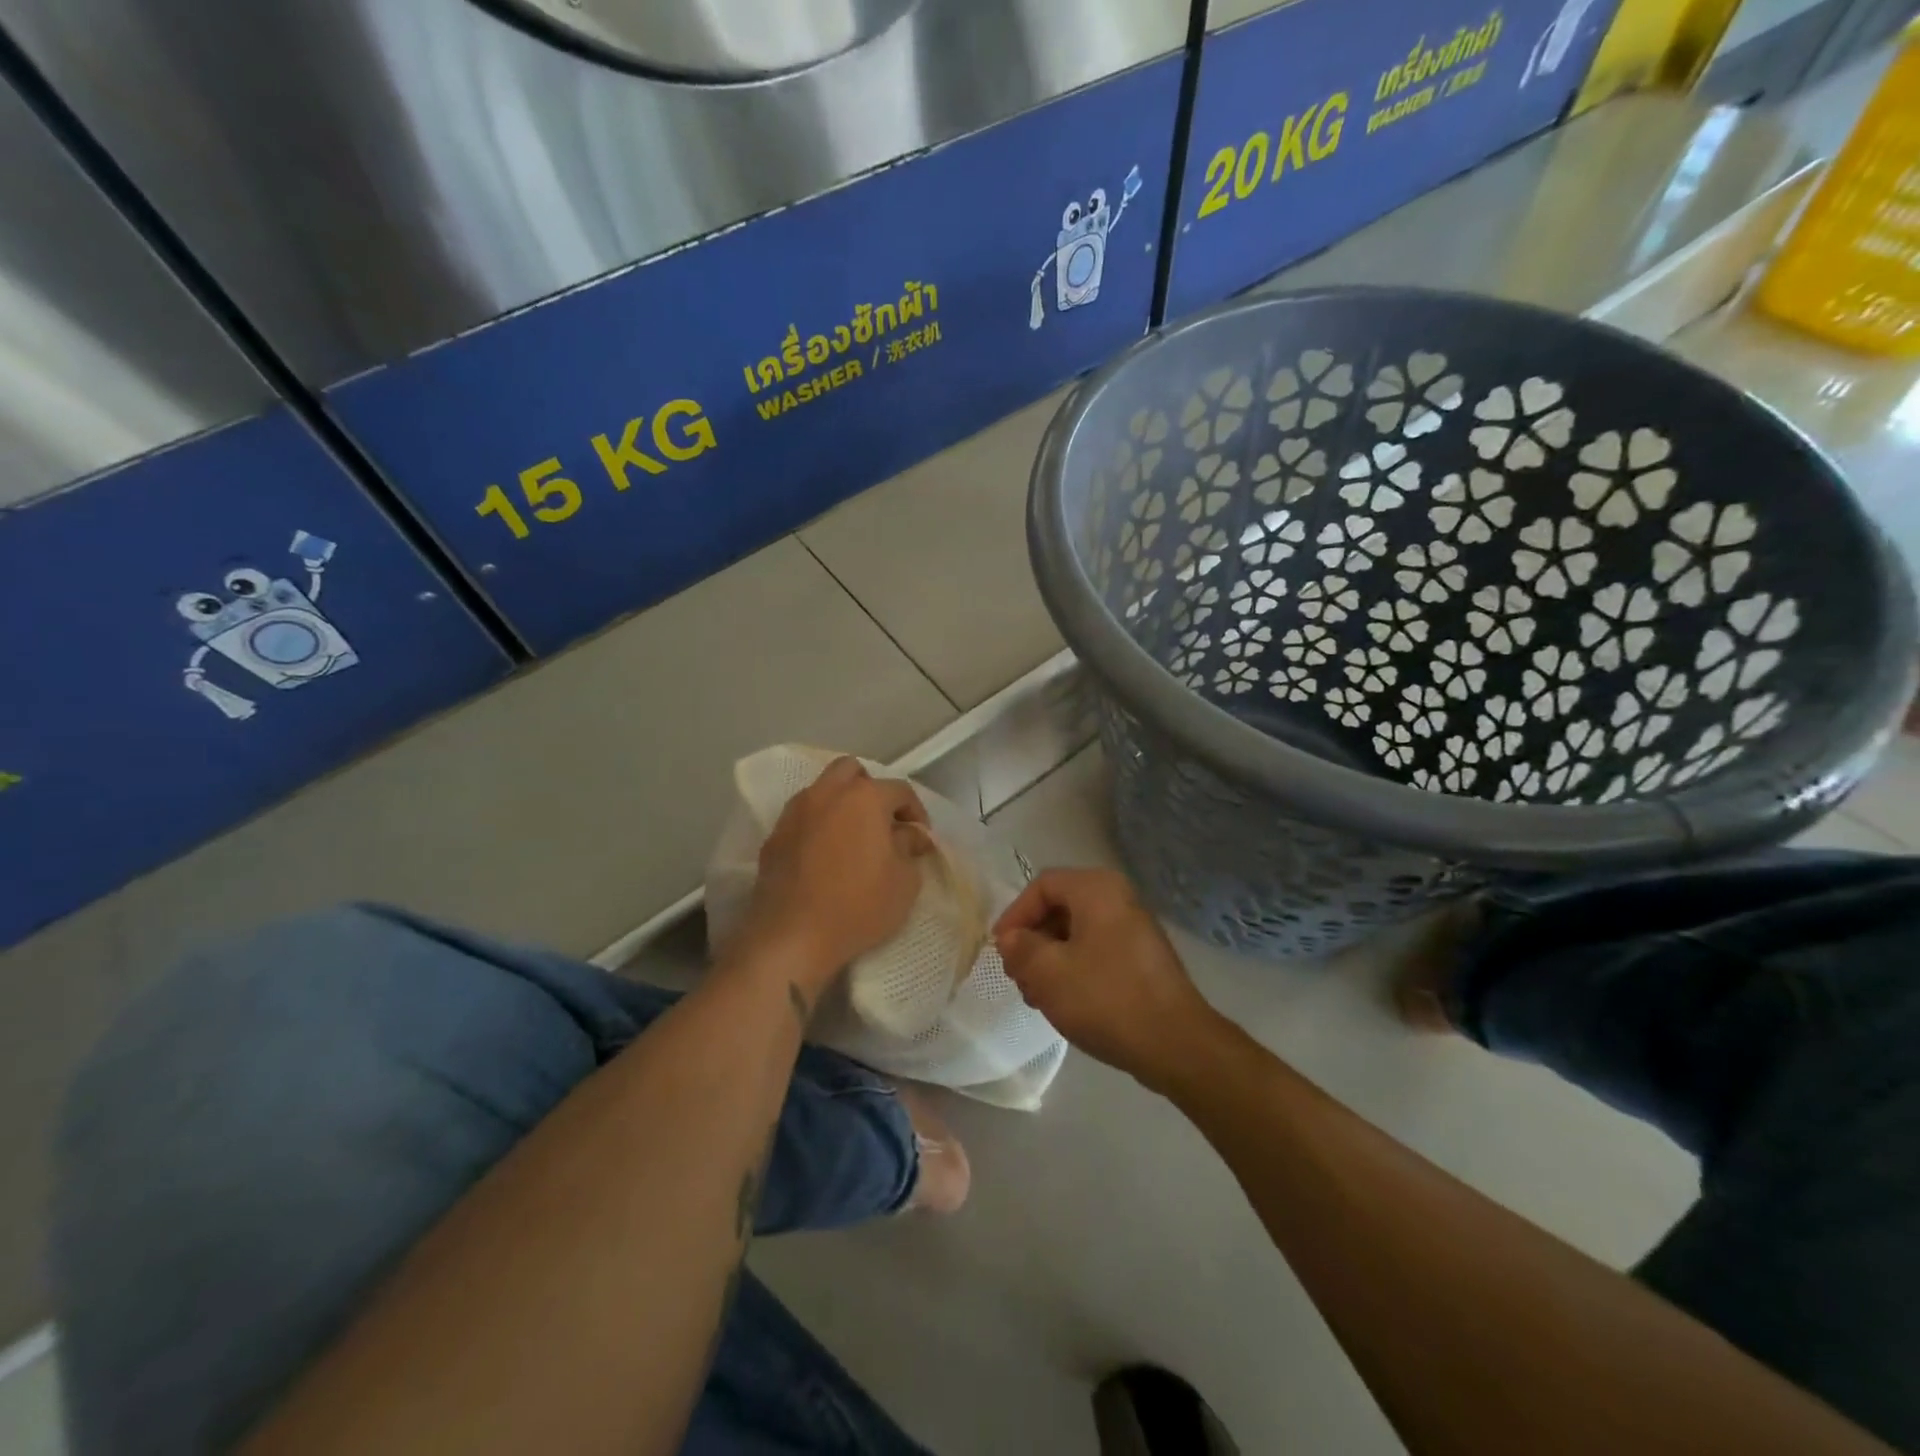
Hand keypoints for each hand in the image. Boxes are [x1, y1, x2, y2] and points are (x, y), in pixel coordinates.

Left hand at [740, 757, 931, 995]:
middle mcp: (827, 793)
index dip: (916, 812)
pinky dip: (817, 825)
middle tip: (882, 823)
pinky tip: (825, 855)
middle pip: (852, 772)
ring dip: (841, 804)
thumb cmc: (858, 906)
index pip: (899, 790)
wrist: (791, 936)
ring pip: (822, 790)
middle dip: (871, 790)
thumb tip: (909, 834)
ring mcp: (795, 812)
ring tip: (852, 837)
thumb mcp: (904, 882)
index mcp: (864, 797)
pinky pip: (802, 817)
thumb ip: (910, 847)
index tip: (920, 838)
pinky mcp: (774, 835)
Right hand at [993, 868, 1221, 1093]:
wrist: (1175, 1043)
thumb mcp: (1049, 973)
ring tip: (1037, 996)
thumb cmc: (1106, 998)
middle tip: (1018, 977)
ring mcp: (1134, 929)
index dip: (1015, 915)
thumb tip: (1012, 939)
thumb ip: (1021, 949)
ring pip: (1077, 933)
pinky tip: (1065, 1002)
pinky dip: (1075, 969)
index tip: (1001, 950)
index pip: (1042, 886)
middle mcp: (1119, 898)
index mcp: (1097, 889)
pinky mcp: (1142, 958)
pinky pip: (1097, 951)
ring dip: (1050, 960)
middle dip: (1032, 942)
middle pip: (1059, 908)